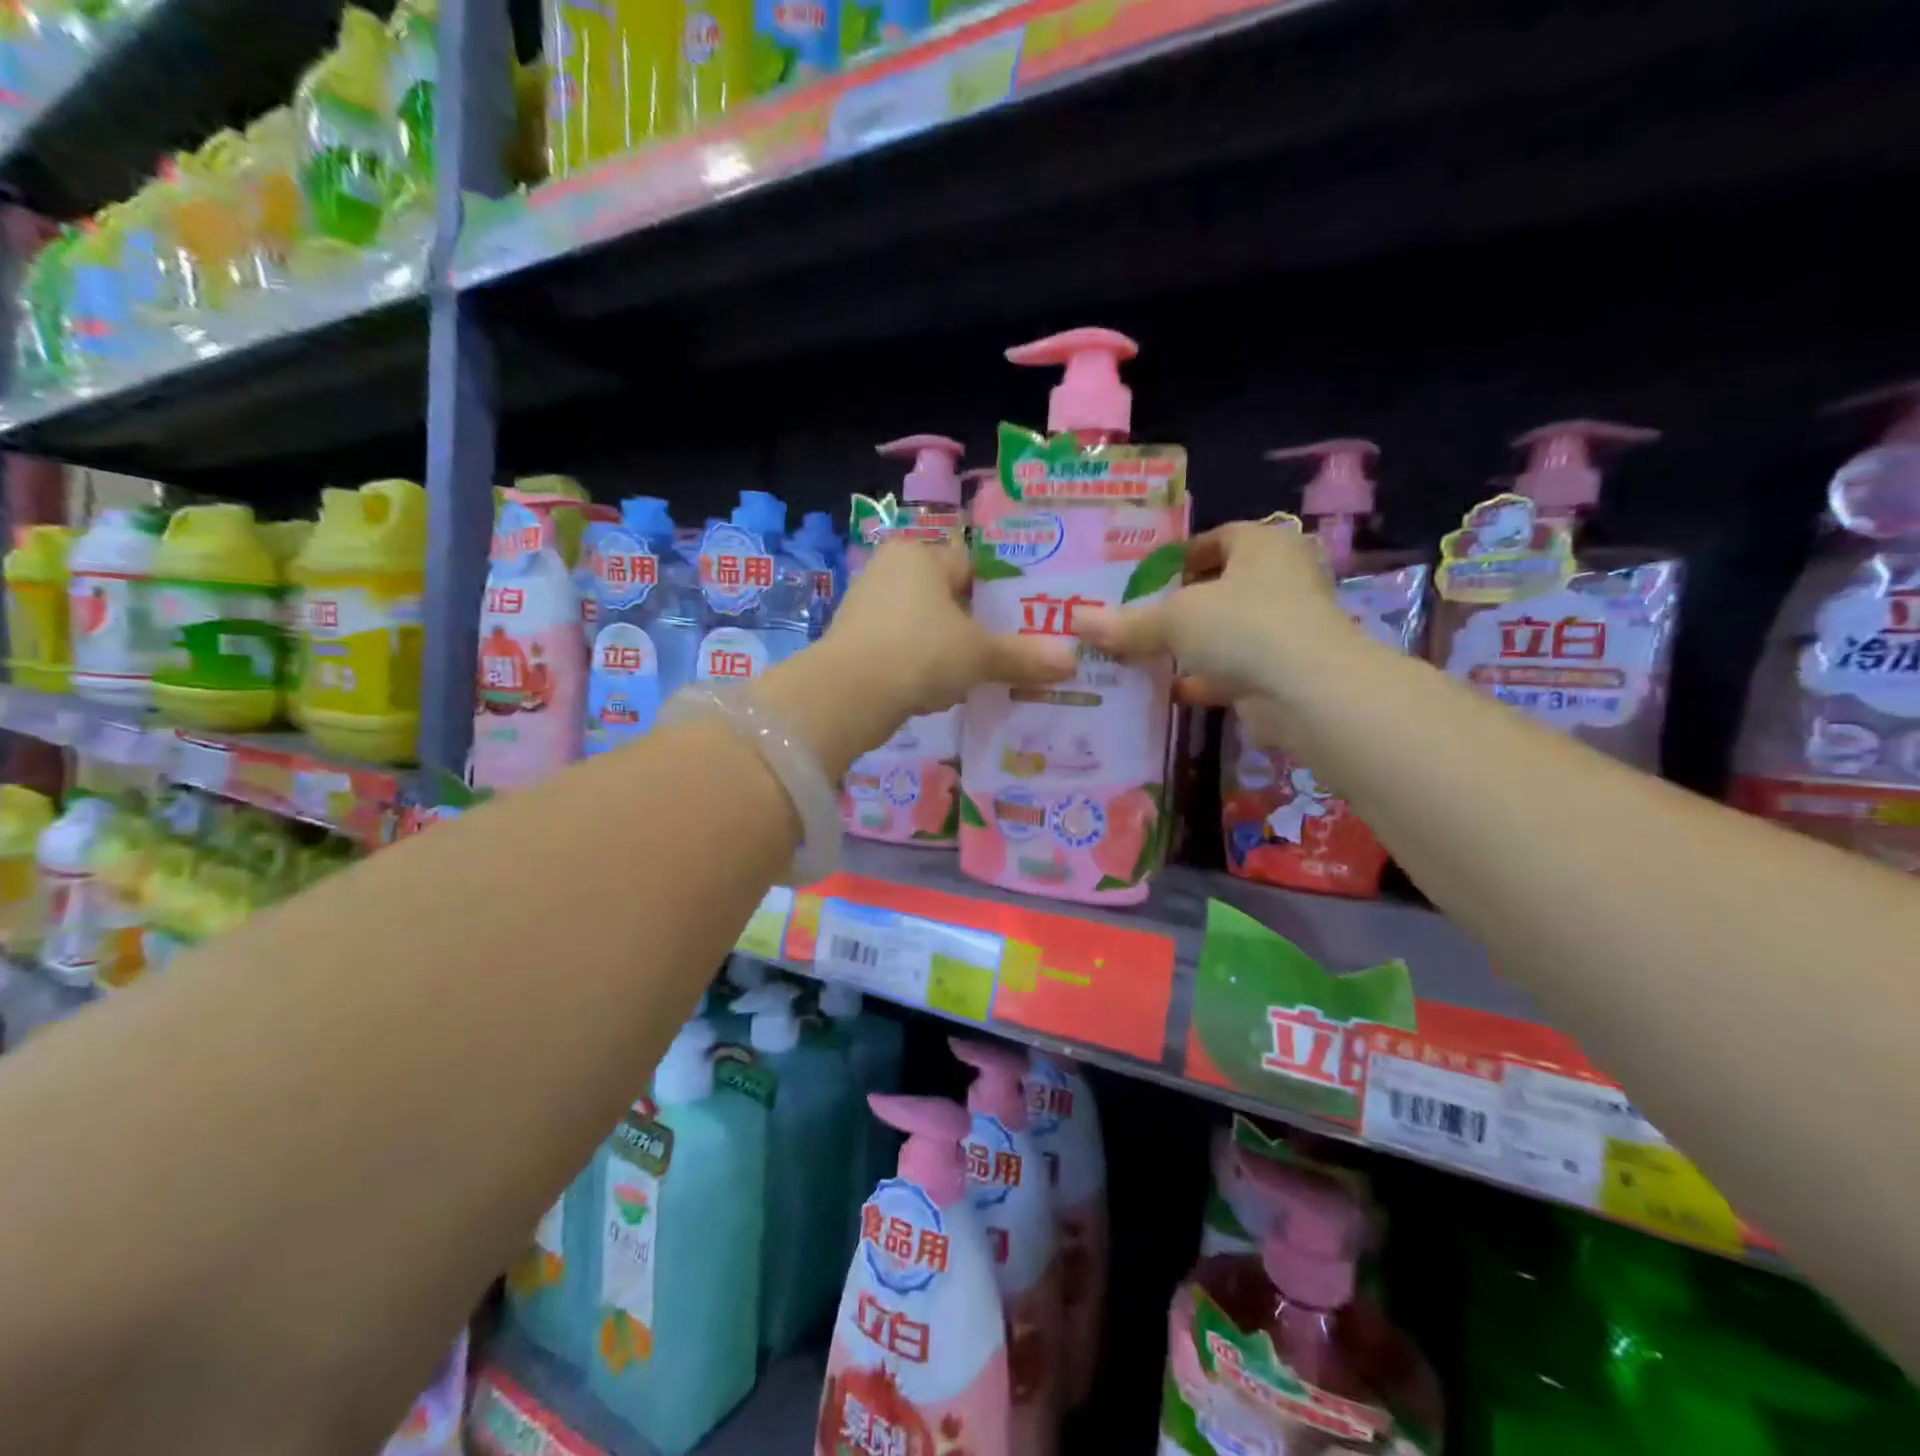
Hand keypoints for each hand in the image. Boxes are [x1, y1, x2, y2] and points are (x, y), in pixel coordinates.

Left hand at [826, 538, 1077, 718]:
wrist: (849, 695)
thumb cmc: (921, 653)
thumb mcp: (980, 655)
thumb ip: (1024, 656)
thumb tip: (1072, 661)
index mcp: (920, 555)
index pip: (971, 565)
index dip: (1000, 594)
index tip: (1024, 622)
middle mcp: (889, 570)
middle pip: (947, 597)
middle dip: (974, 626)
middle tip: (1006, 653)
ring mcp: (866, 606)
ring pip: (924, 625)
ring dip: (948, 650)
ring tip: (978, 676)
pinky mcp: (853, 641)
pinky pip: (902, 648)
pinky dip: (921, 666)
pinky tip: (938, 691)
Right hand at [1076, 520, 1358, 745]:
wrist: (1307, 692)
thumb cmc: (1243, 627)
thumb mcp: (1174, 619)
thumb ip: (1128, 623)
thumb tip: (1077, 621)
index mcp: (1263, 546)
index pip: (1218, 537)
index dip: (1180, 555)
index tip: (1144, 578)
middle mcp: (1281, 580)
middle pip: (1221, 587)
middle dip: (1180, 604)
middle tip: (1136, 617)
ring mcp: (1286, 628)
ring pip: (1226, 631)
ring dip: (1190, 644)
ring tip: (1143, 654)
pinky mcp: (1283, 671)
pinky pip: (1234, 668)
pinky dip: (1204, 678)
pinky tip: (1168, 690)